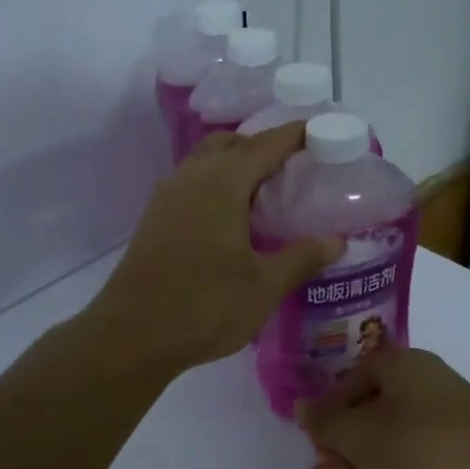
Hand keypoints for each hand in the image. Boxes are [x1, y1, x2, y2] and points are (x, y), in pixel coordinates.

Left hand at [86, 123, 341, 373]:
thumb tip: (338, 241)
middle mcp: (190, 179)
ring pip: (205, 162)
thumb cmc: (204, 307)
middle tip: (294, 165)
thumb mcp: (264, 286)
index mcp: (221, 183)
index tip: (321, 132)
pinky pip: (191, 184)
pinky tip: (231, 216)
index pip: (264, 144)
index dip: (294, 134)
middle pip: (229, 144)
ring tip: (266, 189)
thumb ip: (301, 258)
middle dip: (262, 145)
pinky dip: (216, 184)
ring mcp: (166, 198)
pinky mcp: (154, 220)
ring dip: (234, 164)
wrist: (131, 336)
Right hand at [295, 346, 469, 468]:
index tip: (311, 434)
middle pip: (369, 407)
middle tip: (319, 468)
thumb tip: (301, 407)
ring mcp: (443, 422)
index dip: (328, 404)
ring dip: (355, 460)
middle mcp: (424, 385)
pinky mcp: (454, 455)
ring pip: (387, 435)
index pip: (353, 374)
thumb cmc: (421, 451)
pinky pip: (407, 456)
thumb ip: (325, 422)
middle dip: (339, 440)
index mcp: (404, 365)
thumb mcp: (360, 436)